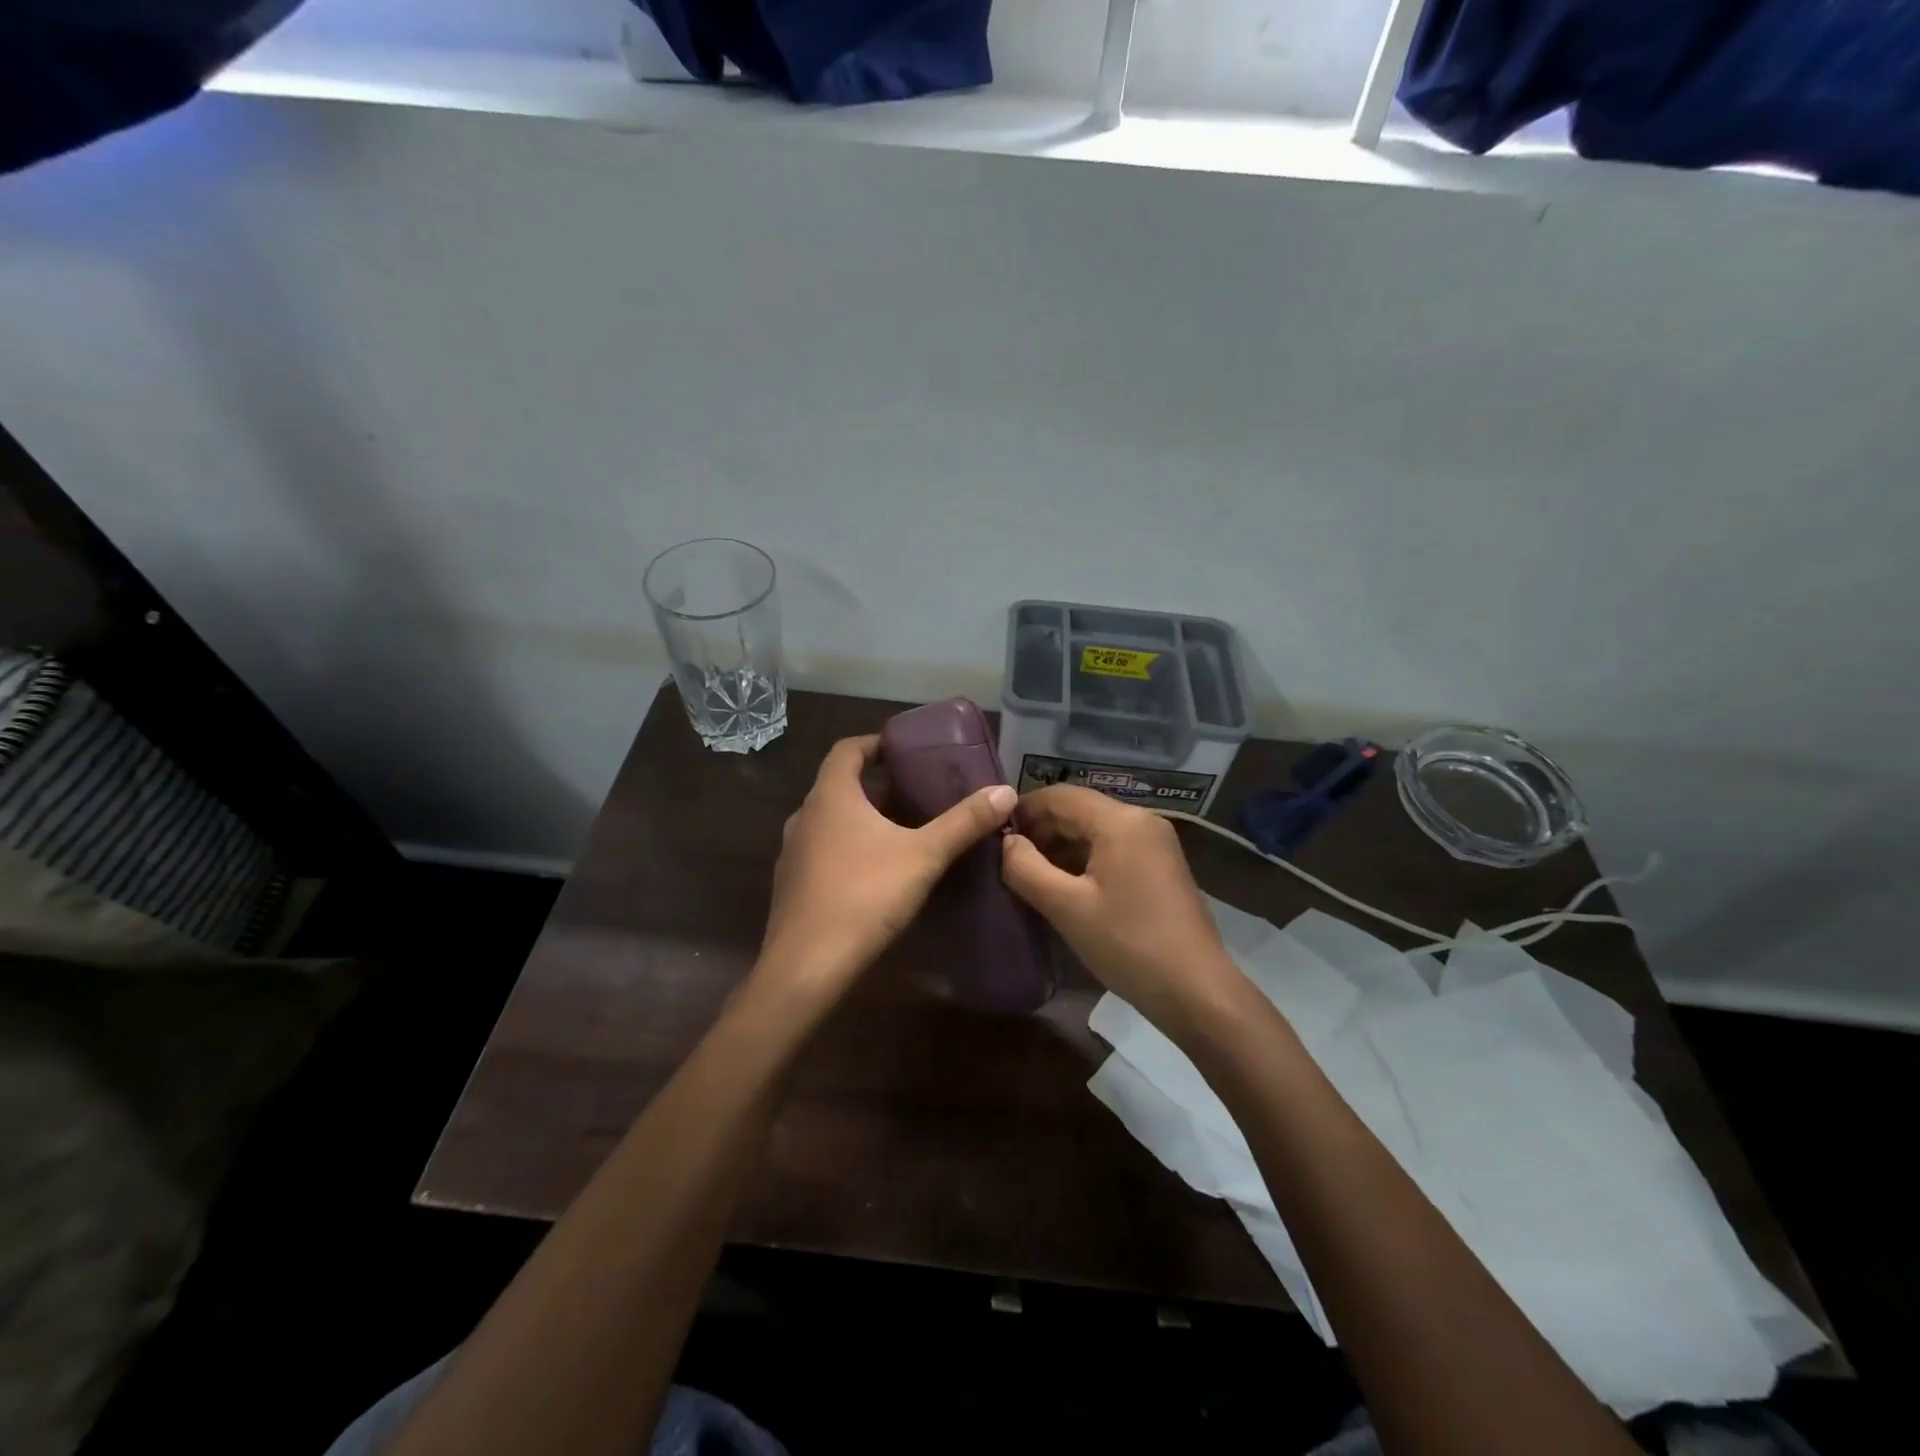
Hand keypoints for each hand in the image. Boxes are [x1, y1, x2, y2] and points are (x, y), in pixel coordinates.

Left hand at [758, 734, 1017, 996]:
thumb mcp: (924, 856)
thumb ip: (963, 822)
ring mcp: (792, 852)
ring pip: (830, 821)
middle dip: (876, 785)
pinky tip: (874, 873)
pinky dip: (847, 848)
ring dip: (861, 819)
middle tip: (915, 792)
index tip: (902, 749)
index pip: (847, 749)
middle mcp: (805, 816)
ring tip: (900, 831)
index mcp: (831, 796)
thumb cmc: (865, 896)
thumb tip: (1005, 791)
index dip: (874, 743)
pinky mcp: (791, 885)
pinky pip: (822, 851)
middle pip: (839, 786)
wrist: (807, 965)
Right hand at [1001, 786, 1243, 1031]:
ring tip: (1028, 874)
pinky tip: (1062, 885)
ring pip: (1095, 830)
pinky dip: (1083, 860)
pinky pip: (1112, 849)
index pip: (1060, 795)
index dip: (1024, 809)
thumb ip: (1026, 868)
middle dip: (1040, 829)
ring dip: (1060, 846)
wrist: (1196, 991)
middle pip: (1079, 810)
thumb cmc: (1128, 944)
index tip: (993, 832)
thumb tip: (1006, 842)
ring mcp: (1155, 844)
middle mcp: (1141, 821)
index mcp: (1120, 821)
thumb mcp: (1066, 908)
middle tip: (1007, 858)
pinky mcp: (1160, 867)